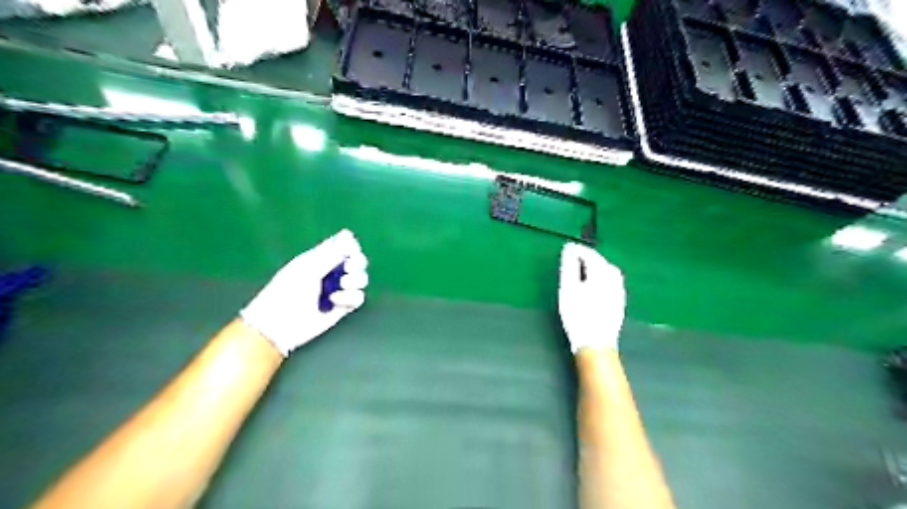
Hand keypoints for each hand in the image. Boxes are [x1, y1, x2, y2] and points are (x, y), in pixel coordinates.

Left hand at [243, 229, 369, 355]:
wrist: (280, 324)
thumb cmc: (287, 291)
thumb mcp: (308, 268)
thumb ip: (331, 253)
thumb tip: (349, 234)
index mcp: (321, 258)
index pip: (345, 246)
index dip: (351, 247)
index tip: (349, 251)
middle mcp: (332, 272)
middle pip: (358, 261)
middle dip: (357, 264)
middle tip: (347, 269)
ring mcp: (339, 289)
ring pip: (361, 279)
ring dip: (355, 281)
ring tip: (340, 287)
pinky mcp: (343, 306)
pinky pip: (358, 297)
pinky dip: (351, 298)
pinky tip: (336, 302)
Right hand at [556, 241, 627, 351]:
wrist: (596, 344)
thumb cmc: (578, 315)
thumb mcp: (568, 289)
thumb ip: (569, 267)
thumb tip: (569, 249)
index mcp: (602, 273)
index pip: (590, 255)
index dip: (578, 249)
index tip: (566, 247)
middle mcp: (614, 279)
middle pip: (602, 262)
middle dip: (588, 256)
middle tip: (573, 256)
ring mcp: (619, 291)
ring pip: (609, 271)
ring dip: (597, 266)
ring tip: (583, 268)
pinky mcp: (619, 302)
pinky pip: (612, 281)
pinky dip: (602, 276)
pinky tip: (595, 283)